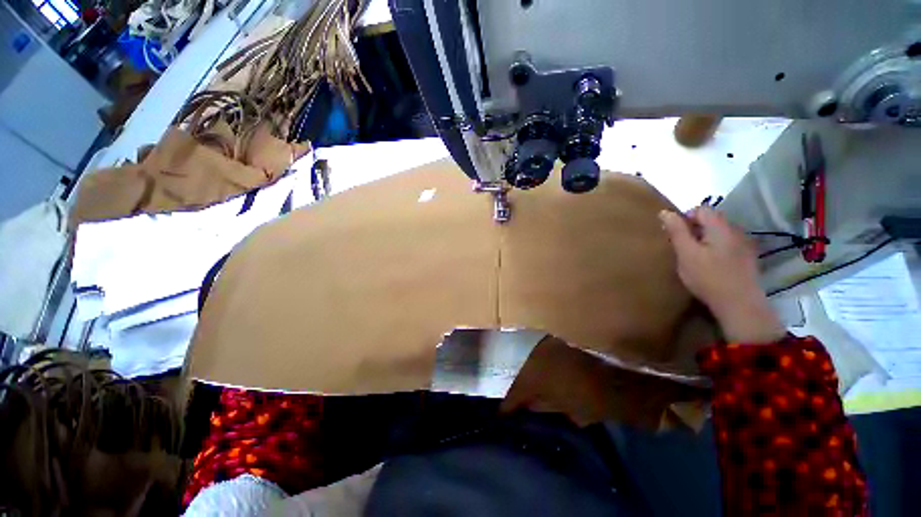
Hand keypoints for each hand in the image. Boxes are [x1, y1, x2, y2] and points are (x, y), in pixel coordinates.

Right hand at [659, 207, 785, 343]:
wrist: (739, 304)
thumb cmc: (708, 277)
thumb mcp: (686, 253)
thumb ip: (677, 231)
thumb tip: (665, 212)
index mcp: (721, 227)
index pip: (701, 209)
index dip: (685, 217)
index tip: (673, 234)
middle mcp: (736, 231)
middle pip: (711, 220)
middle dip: (693, 229)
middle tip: (681, 247)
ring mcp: (744, 244)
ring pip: (719, 233)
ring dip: (704, 239)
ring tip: (693, 256)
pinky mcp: (747, 257)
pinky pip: (726, 244)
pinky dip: (714, 248)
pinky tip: (709, 264)